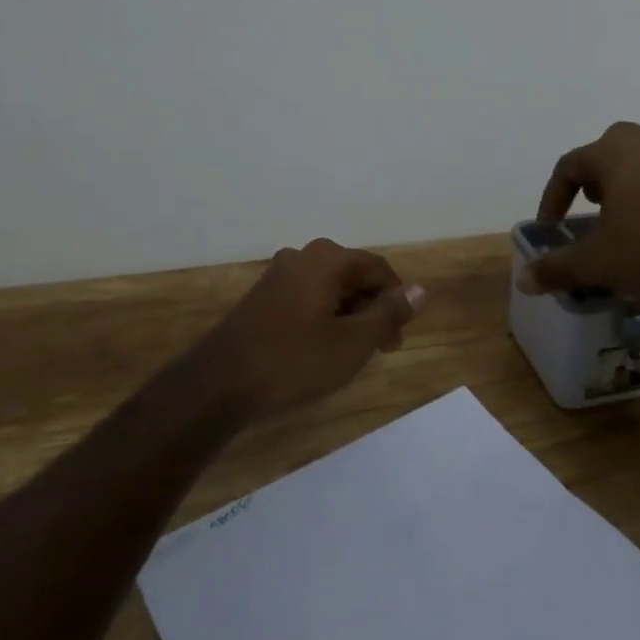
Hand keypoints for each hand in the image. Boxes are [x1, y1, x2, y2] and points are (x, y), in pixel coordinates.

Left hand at [202, 239, 425, 421]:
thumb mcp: (352, 342)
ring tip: (351, 354)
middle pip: (353, 276)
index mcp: (328, 258)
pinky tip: (320, 349)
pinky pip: (307, 298)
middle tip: (379, 350)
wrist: (219, 384)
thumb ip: (389, 313)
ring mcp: (279, 274)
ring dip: (348, 316)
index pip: (378, 269)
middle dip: (372, 310)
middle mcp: (303, 256)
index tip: (398, 339)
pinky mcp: (263, 296)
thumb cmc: (294, 361)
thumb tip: (420, 289)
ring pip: (330, 289)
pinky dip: (323, 318)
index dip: (396, 302)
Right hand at [521, 121, 639, 315]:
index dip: (553, 197)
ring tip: (633, 204)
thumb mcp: (597, 264)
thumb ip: (557, 268)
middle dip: (596, 176)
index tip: (551, 228)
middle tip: (591, 207)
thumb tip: (523, 280)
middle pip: (612, 148)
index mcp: (616, 152)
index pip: (570, 165)